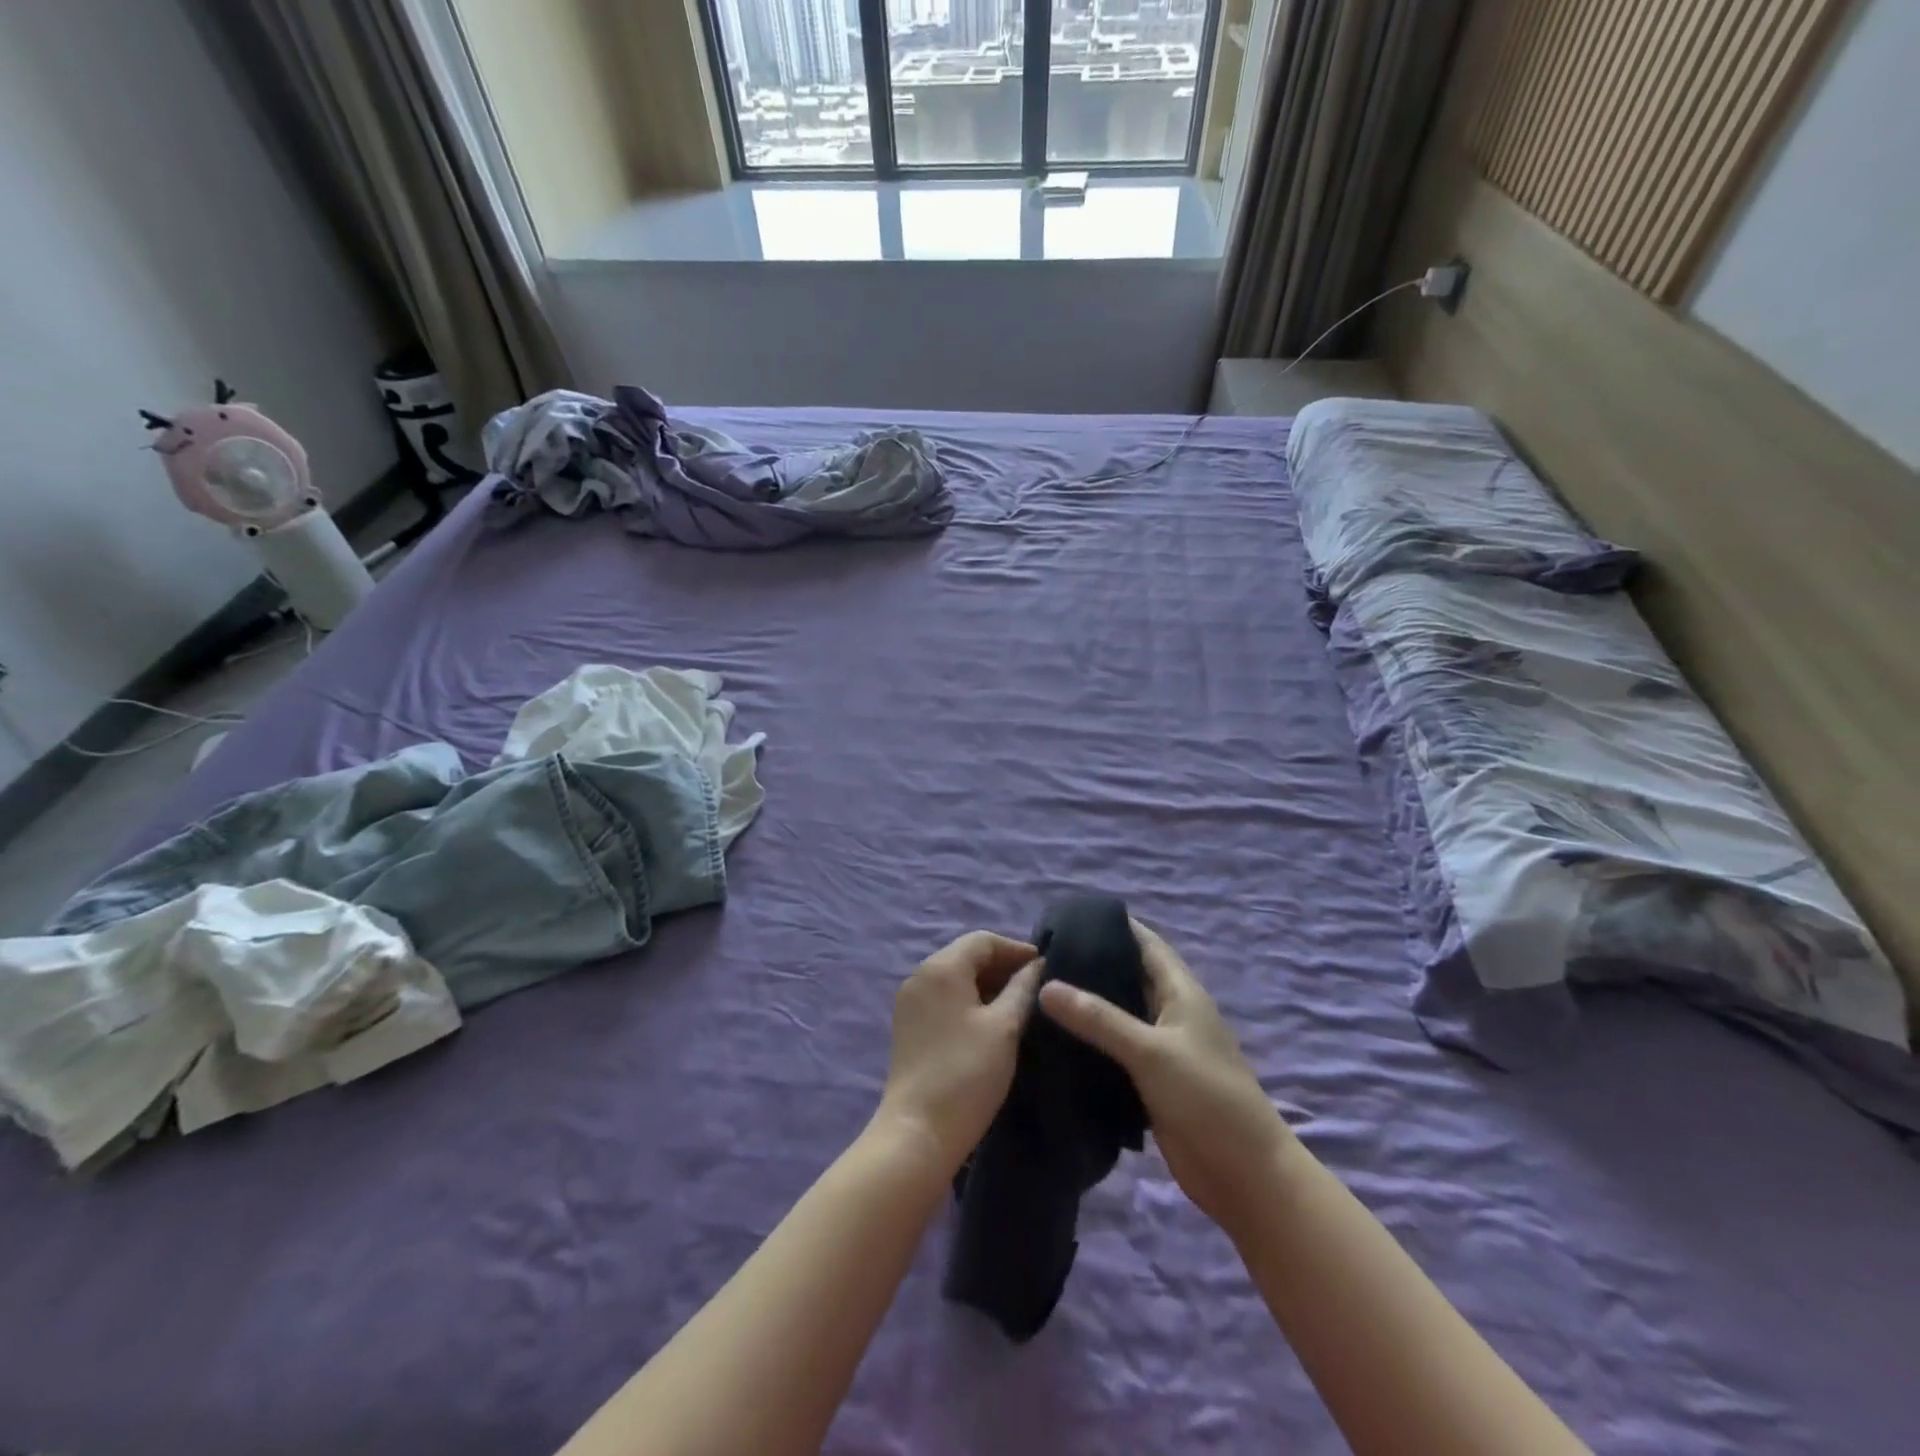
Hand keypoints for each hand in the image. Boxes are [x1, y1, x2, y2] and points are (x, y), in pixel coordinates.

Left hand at [875, 932, 1043, 1174]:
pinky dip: (970, 1000)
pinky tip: (993, 1022)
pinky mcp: (910, 1026)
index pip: (983, 940)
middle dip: (1003, 966)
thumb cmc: (967, 1073)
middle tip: (1037, 987)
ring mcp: (911, 1001)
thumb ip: (1023, 989)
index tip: (1047, 968)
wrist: (918, 1132)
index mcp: (941, 967)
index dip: (1017, 949)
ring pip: (956, 978)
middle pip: (967, 955)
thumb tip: (1038, 966)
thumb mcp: (1004, 1027)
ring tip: (1021, 1005)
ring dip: (988, 985)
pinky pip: (945, 998)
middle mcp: (920, 975)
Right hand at [1038, 920, 1294, 1242]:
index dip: (1111, 925)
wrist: (1245, 1176)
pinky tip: (1055, 1040)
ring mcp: (1160, 1048)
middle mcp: (1169, 1012)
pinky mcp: (1150, 1080)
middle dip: (1090, 963)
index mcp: (1180, 991)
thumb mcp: (1151, 1051)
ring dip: (1087, 1004)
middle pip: (1127, 975)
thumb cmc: (1207, 1098)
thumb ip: (1099, 1018)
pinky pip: (1114, 1049)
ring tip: (1036, 992)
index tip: (1066, 918)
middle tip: (1039, 957)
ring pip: (1118, 1014)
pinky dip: (1089, 1041)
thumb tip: (1045, 985)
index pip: (1144, 942)